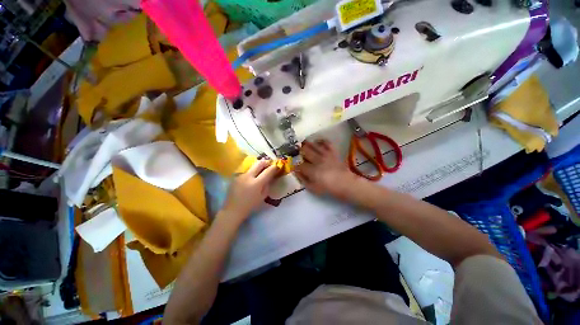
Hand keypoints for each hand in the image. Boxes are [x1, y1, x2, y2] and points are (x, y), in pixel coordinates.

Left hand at [223, 159, 279, 221]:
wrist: (233, 210)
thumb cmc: (250, 205)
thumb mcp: (263, 196)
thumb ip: (267, 184)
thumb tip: (271, 176)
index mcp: (256, 183)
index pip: (268, 171)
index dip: (274, 167)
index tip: (277, 167)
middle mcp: (248, 176)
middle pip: (259, 163)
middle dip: (266, 162)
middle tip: (270, 164)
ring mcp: (241, 175)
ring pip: (252, 166)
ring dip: (259, 167)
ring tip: (262, 171)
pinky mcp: (236, 176)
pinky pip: (247, 171)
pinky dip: (252, 172)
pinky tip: (252, 178)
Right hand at [295, 140, 357, 199]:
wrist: (346, 183)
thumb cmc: (329, 188)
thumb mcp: (313, 188)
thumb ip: (303, 180)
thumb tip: (296, 172)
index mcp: (312, 170)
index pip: (300, 165)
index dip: (295, 166)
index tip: (295, 167)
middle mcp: (317, 160)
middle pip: (305, 151)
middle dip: (299, 151)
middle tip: (298, 153)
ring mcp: (325, 154)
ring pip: (313, 145)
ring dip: (307, 144)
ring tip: (303, 144)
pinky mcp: (332, 152)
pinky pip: (326, 142)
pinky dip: (321, 141)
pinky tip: (317, 142)